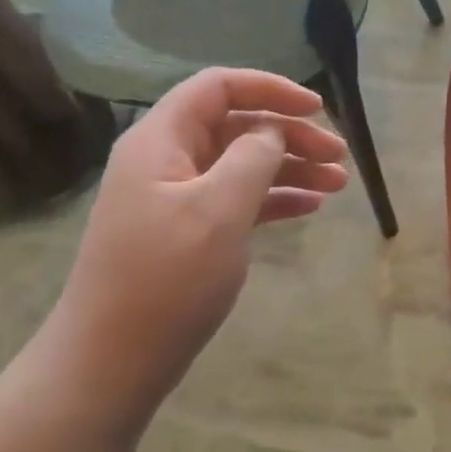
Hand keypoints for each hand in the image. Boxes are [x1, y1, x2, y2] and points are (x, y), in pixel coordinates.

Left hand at [45, 69, 347, 423]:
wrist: (111, 363)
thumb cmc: (165, 280)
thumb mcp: (218, 210)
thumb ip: (252, 158)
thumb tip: (271, 131)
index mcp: (162, 140)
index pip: (218, 87)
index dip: (270, 89)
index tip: (318, 108)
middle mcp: (167, 160)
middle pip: (236, 126)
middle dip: (290, 134)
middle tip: (339, 157)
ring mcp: (176, 199)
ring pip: (241, 164)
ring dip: (290, 168)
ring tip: (338, 185)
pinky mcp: (187, 233)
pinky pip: (236, 200)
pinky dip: (273, 199)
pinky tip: (309, 208)